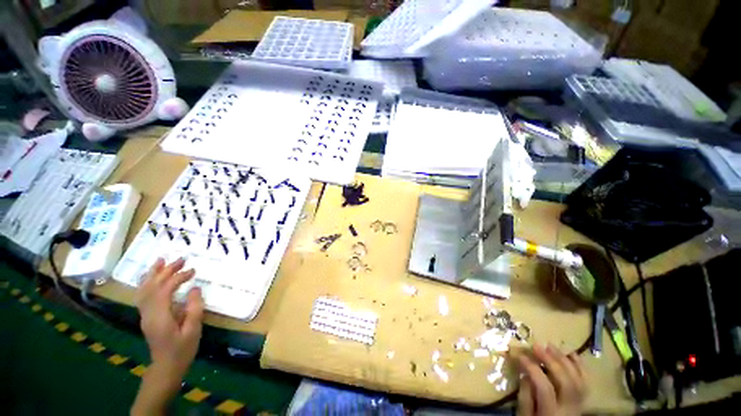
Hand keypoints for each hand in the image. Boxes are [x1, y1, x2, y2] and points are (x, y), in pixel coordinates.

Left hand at [131, 257, 203, 415]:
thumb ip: (194, 308)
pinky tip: (151, 277)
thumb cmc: (182, 349)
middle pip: (153, 287)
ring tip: (160, 260)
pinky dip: (146, 283)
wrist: (166, 366)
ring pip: (144, 290)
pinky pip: (142, 295)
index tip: (193, 271)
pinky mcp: (146, 316)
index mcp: (160, 316)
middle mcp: (148, 313)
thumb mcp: (193, 330)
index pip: (165, 290)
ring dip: (153, 274)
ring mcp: (145, 315)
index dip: (178, 278)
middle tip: (181, 259)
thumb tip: (195, 289)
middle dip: (166, 271)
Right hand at [517, 344, 585, 415]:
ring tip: (550, 345)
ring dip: (564, 360)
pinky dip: (580, 366)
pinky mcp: (583, 399)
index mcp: (551, 412)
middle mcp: (569, 408)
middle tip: (536, 345)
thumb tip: (525, 375)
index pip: (545, 388)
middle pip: (565, 381)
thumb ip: (525, 397)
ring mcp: (579, 403)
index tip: (519, 355)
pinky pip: (586, 382)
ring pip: (577, 379)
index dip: (532, 369)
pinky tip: (571, 353)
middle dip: (550, 361)